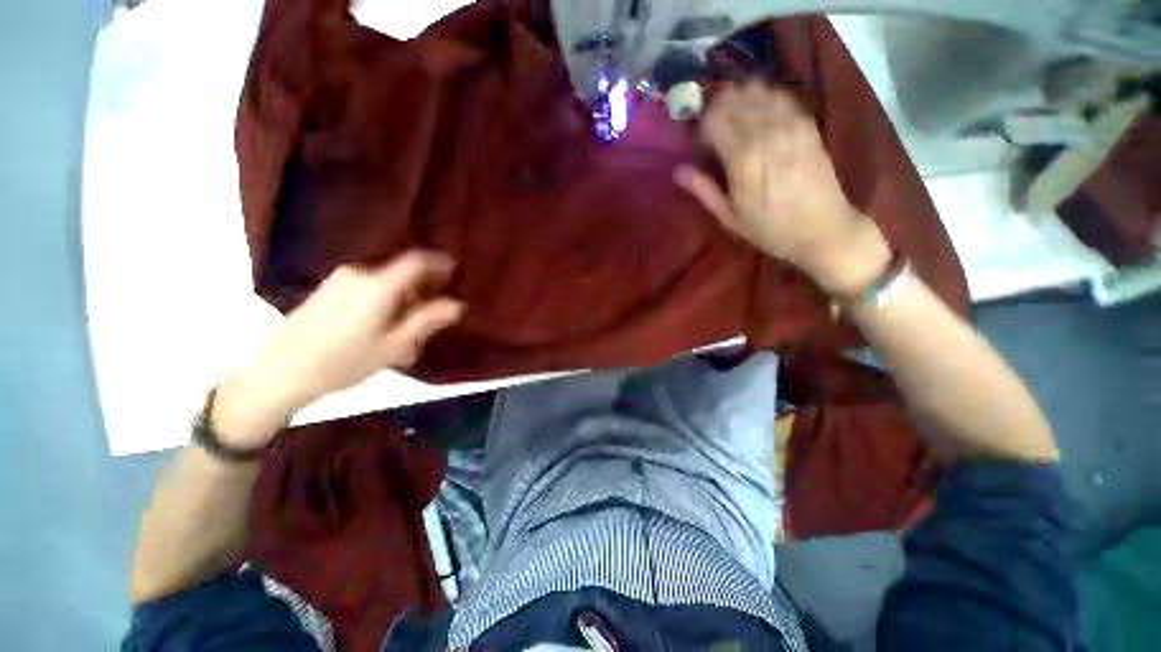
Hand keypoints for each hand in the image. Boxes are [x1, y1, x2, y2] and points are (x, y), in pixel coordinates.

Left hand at [213, 251, 465, 447]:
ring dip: (403, 300)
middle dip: (422, 290)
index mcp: (379, 286)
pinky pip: (368, 289)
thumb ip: (427, 321)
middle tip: (431, 317)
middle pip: (402, 274)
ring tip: (405, 332)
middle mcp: (360, 275)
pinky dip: (383, 302)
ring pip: (385, 284)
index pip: (416, 262)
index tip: (455, 272)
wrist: (278, 374)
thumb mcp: (394, 346)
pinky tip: (381, 329)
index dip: (439, 263)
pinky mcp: (327, 291)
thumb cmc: (343, 362)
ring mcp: (340, 281)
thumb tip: (457, 305)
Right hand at [674, 84, 889, 296]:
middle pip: (732, 98)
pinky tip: (760, 121)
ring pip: (756, 90)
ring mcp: (790, 123)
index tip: (702, 152)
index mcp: (742, 157)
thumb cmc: (769, 229)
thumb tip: (678, 171)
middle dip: (717, 113)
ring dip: (739, 103)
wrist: (823, 228)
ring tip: (737, 127)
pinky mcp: (806, 123)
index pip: (713, 118)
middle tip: (716, 138)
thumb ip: (703, 190)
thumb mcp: (729, 217)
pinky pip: (779, 96)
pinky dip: (763, 101)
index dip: (701, 130)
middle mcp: (766, 131)